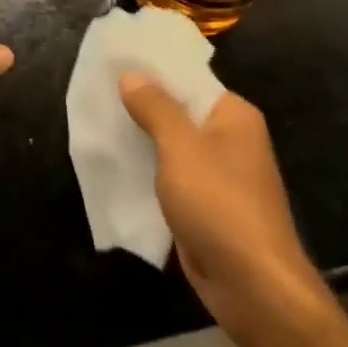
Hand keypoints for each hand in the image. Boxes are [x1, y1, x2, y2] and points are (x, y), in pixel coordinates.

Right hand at [118, 72, 325, 339]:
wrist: (252, 286)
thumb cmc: (219, 203)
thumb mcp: (180, 147)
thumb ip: (155, 107)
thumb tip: (131, 74)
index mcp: (233, 115)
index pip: (188, 78)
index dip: (151, 68)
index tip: (113, 60)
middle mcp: (230, 139)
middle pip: (178, 110)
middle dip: (140, 103)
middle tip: (95, 89)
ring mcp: (218, 174)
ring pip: (171, 145)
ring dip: (140, 137)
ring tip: (97, 120)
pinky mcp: (205, 204)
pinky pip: (170, 175)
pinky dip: (146, 168)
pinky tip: (114, 162)